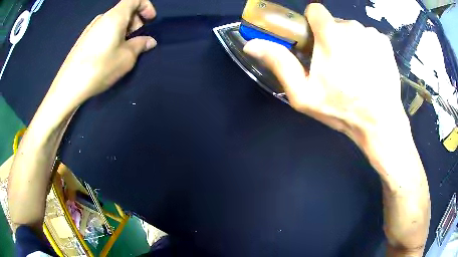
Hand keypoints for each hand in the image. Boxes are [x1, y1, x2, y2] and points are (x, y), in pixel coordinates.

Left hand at [50, 0, 156, 106]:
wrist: (69, 85)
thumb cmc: (100, 67)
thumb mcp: (126, 57)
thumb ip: (140, 45)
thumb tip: (149, 41)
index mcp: (115, 16)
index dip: (146, 6)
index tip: (150, 21)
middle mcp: (102, 18)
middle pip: (124, 10)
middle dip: (136, 20)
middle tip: (138, 38)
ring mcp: (91, 28)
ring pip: (113, 21)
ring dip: (124, 29)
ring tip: (124, 48)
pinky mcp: (84, 39)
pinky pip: (103, 30)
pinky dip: (112, 35)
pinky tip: (110, 53)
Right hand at [243, 3, 406, 150]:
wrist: (379, 122)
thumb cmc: (341, 109)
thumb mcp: (303, 94)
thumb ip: (279, 63)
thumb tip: (252, 44)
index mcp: (330, 35)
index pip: (315, 10)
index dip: (313, 23)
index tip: (317, 42)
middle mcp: (352, 28)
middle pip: (334, 23)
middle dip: (332, 38)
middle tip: (337, 65)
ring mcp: (371, 34)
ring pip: (352, 30)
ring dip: (350, 43)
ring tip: (356, 69)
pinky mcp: (385, 42)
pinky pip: (369, 36)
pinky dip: (367, 47)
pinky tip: (370, 67)